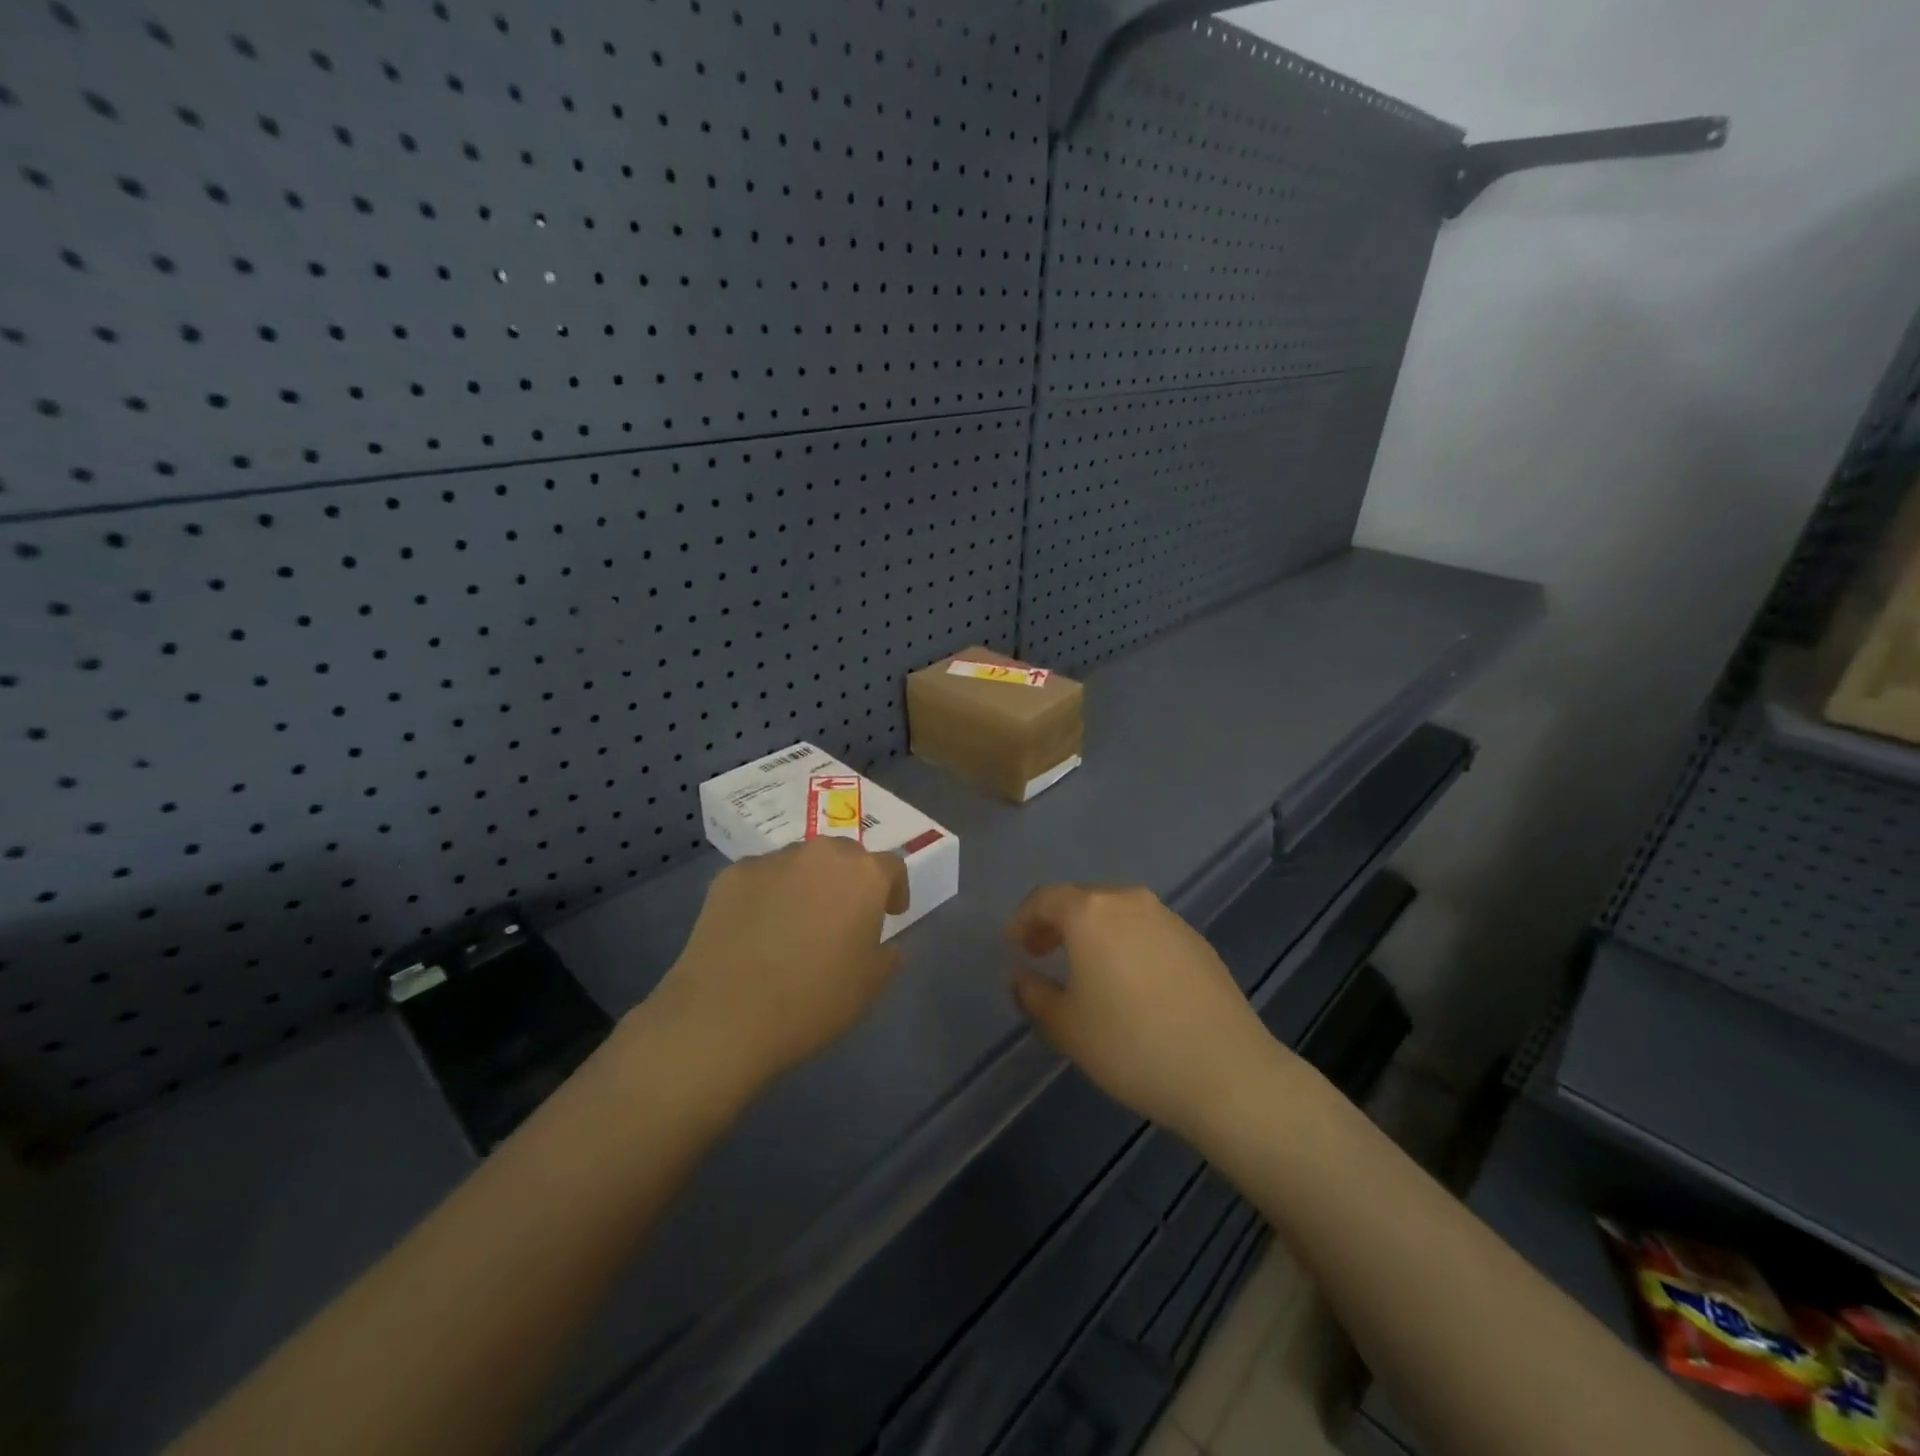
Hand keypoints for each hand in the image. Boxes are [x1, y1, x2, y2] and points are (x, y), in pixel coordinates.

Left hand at [641, 839, 911, 1097]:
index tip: (889, 914)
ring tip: (795, 923)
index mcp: (863, 875)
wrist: (724, 1017)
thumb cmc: (812, 1001)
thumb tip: (881, 943)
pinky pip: (761, 878)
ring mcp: (771, 861)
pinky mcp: (730, 876)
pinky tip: (757, 930)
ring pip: (800, 863)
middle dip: (849, 880)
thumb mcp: (870, 986)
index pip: (891, 867)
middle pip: (844, 855)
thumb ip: (887, 954)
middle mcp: (819, 854)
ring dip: (807, 884)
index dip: (894, 890)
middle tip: (842, 916)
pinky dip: (767, 895)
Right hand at [1007, 885, 1283, 1137]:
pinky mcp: (1197, 941)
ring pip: (1118, 913)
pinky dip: (1127, 944)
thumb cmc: (1130, 1045)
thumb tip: (1020, 976)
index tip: (1014, 944)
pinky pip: (1148, 931)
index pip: (1045, 899)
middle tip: (1043, 952)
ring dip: (1095, 932)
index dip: (1024, 919)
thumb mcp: (1066, 1027)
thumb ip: (1033, 995)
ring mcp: (1169, 919)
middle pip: (1083, 900)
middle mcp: (1129, 901)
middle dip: (1058, 922)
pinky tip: (1130, 982)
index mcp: (1090, 913)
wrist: (1225, 1071)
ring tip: (1085, 968)